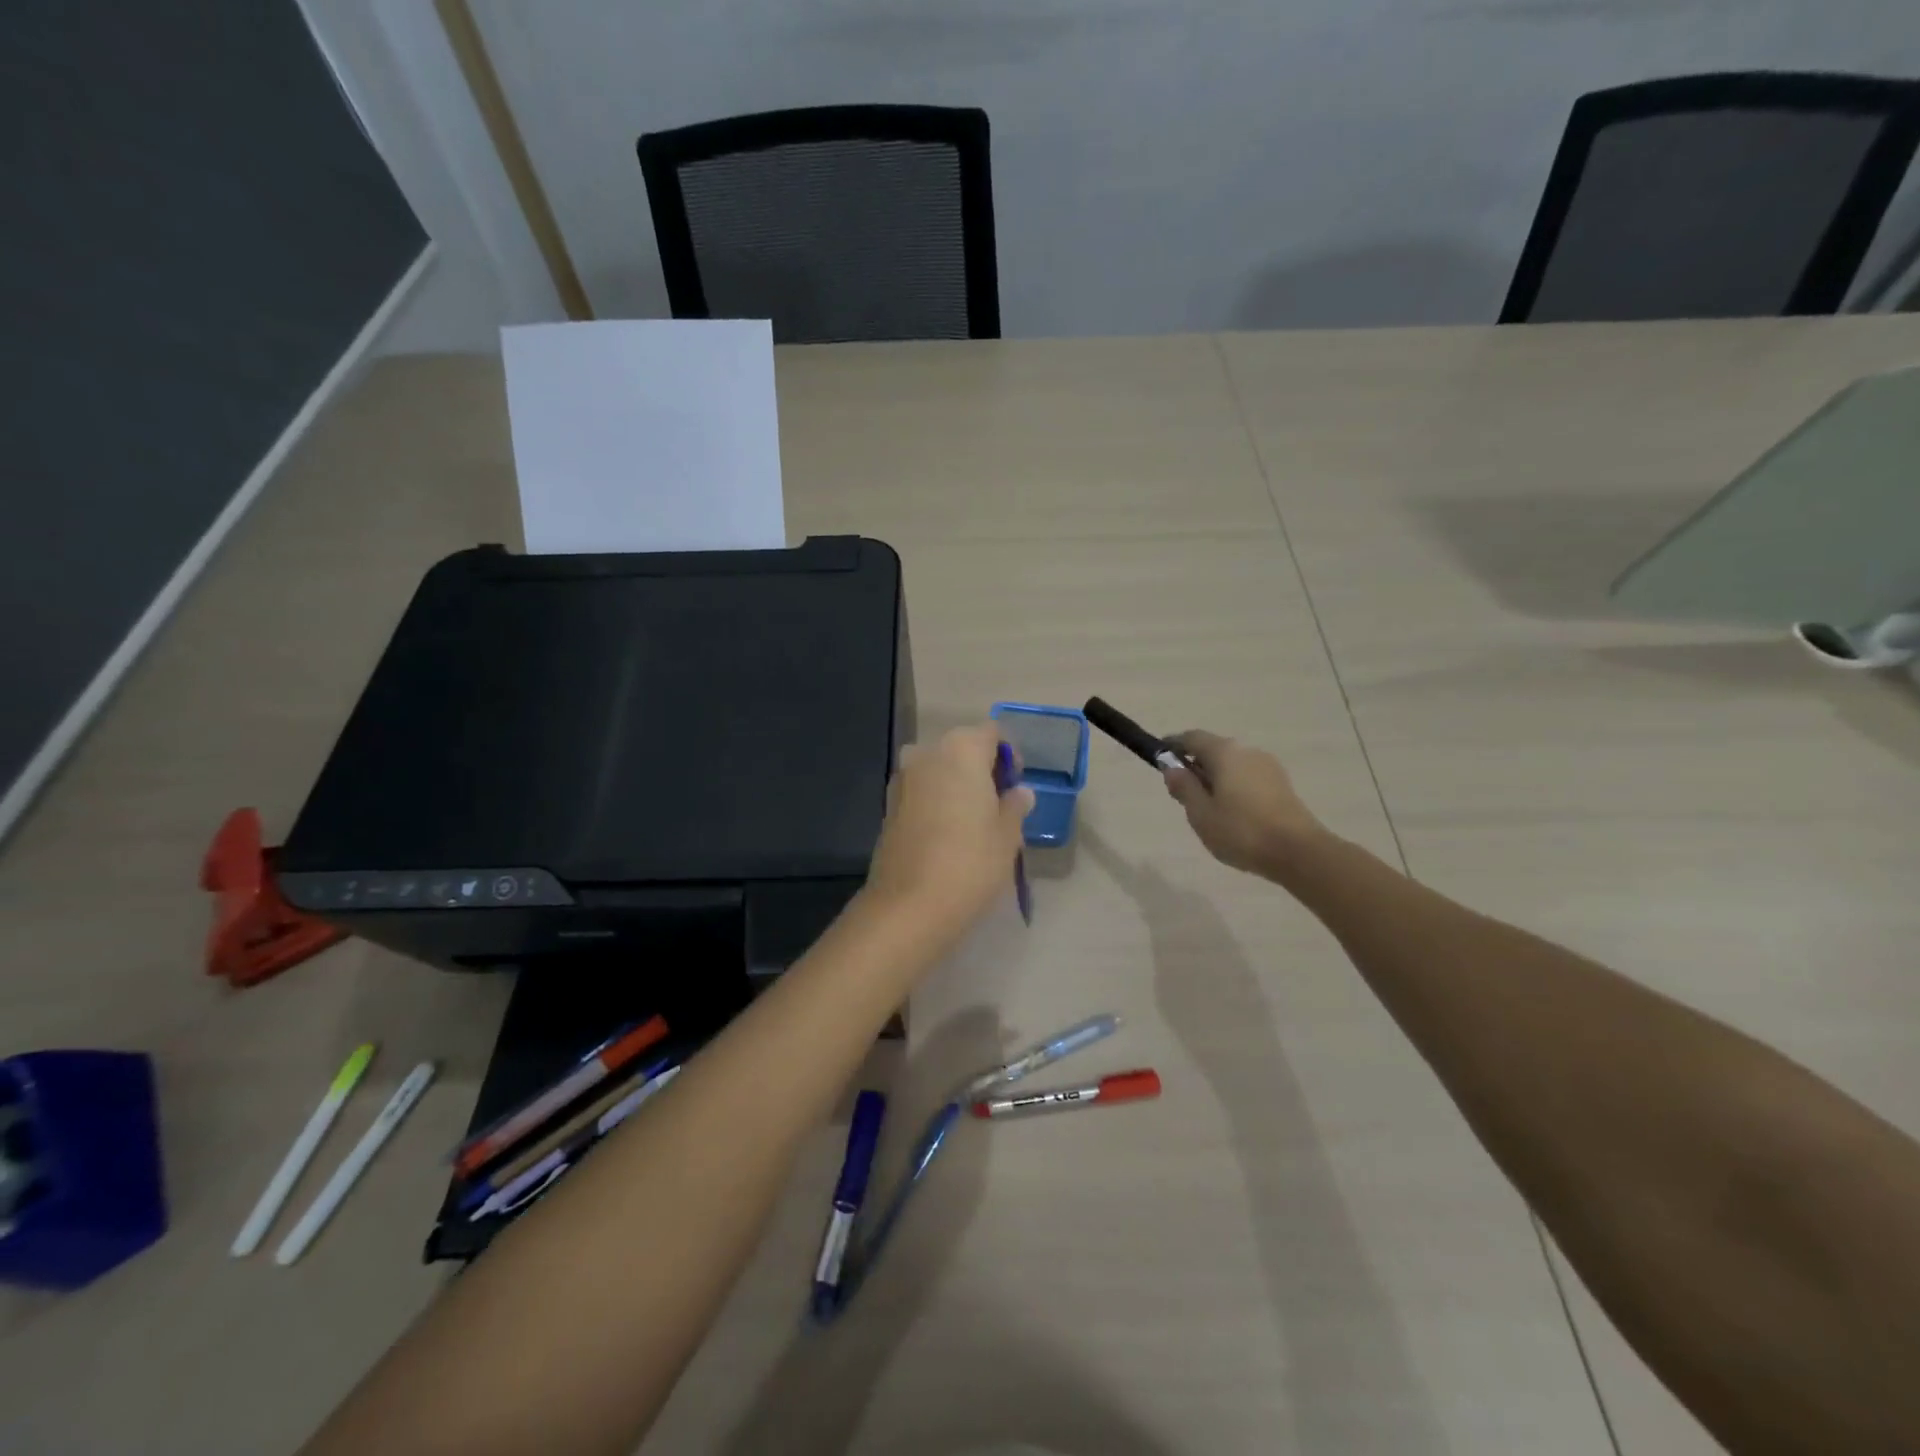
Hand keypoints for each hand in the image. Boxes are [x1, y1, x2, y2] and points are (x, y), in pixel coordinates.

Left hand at [863, 724, 1033, 942]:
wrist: (909, 906)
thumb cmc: (970, 863)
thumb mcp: (1007, 835)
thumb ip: (1015, 806)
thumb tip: (1019, 793)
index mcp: (960, 750)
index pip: (991, 733)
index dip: (1008, 755)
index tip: (1015, 786)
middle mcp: (927, 754)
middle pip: (962, 748)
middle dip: (981, 770)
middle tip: (999, 805)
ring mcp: (902, 779)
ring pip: (939, 770)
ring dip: (957, 786)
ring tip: (974, 823)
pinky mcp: (888, 806)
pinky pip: (922, 792)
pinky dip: (937, 802)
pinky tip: (948, 834)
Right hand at [1162, 729, 1325, 878]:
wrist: (1298, 852)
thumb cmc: (1241, 831)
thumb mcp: (1201, 813)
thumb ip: (1184, 787)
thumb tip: (1172, 768)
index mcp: (1225, 753)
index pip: (1191, 738)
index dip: (1173, 746)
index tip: (1160, 760)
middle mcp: (1247, 751)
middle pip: (1213, 750)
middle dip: (1195, 766)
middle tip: (1182, 794)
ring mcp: (1268, 767)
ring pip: (1232, 765)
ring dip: (1215, 779)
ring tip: (1207, 810)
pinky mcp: (1282, 785)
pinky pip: (1247, 778)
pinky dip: (1233, 787)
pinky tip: (1231, 814)